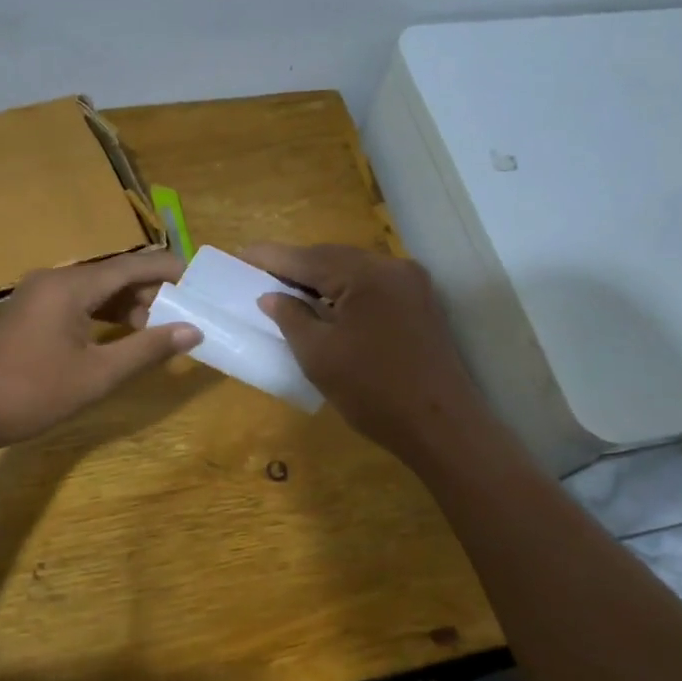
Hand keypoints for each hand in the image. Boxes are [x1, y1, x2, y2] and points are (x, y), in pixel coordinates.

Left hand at [0, 251, 200, 452]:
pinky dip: (102, 314)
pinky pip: (76, 302)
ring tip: (157, 328)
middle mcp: (54, 279)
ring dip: (126, 305)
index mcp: (70, 286)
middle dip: (149, 291)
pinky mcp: (30, 313)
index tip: (199, 280)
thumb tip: (192, 331)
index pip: (131, 265)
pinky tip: (121, 335)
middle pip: (113, 275)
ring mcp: (38, 295)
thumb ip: (147, 349)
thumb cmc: (34, 392)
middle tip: (183, 312)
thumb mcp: (98, 374)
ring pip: (94, 289)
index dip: (167, 270)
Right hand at [241, 243, 485, 464]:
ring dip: (320, 278)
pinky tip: (325, 305)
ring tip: (285, 289)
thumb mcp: (318, 355)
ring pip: (354, 271)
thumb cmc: (373, 392)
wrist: (441, 427)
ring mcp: (412, 285)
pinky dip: (344, 291)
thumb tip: (271, 296)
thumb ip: (291, 317)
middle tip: (258, 273)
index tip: (239, 254)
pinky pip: (372, 287)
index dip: (270, 257)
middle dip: (295, 265)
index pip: (308, 258)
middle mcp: (394, 268)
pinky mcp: (421, 305)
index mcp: (367, 275)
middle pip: (333, 258)